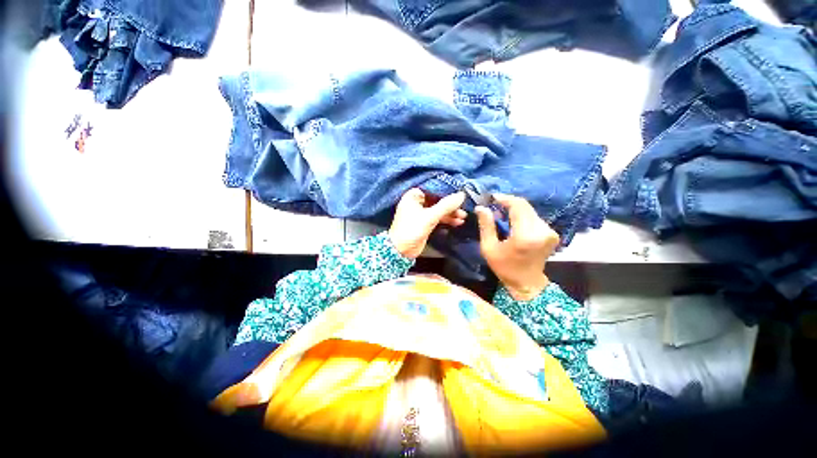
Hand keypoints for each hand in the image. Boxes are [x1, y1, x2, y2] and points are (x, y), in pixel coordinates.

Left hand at [389, 188, 466, 258]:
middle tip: (463, 208)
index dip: (447, 190)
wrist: (401, 251)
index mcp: (413, 195)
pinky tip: (458, 222)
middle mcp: (417, 202)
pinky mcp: (425, 222)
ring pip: (439, 209)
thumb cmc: (411, 230)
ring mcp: (421, 212)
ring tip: (463, 216)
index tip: (461, 192)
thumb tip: (462, 195)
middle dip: (451, 204)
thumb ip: (446, 205)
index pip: (433, 188)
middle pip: (438, 199)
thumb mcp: (429, 217)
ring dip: (451, 213)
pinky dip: (447, 219)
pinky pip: (438, 217)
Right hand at [475, 194, 558, 300]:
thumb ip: (486, 226)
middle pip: (525, 206)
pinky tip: (512, 222)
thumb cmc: (505, 267)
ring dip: (515, 209)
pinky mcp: (551, 233)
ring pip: (530, 210)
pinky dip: (522, 215)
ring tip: (501, 215)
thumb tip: (481, 207)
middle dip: (509, 203)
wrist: (527, 283)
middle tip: (494, 206)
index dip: (505, 198)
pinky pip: (534, 217)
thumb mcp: (489, 248)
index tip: (492, 197)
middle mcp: (542, 230)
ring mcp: (549, 232)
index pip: (518, 206)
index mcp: (526, 236)